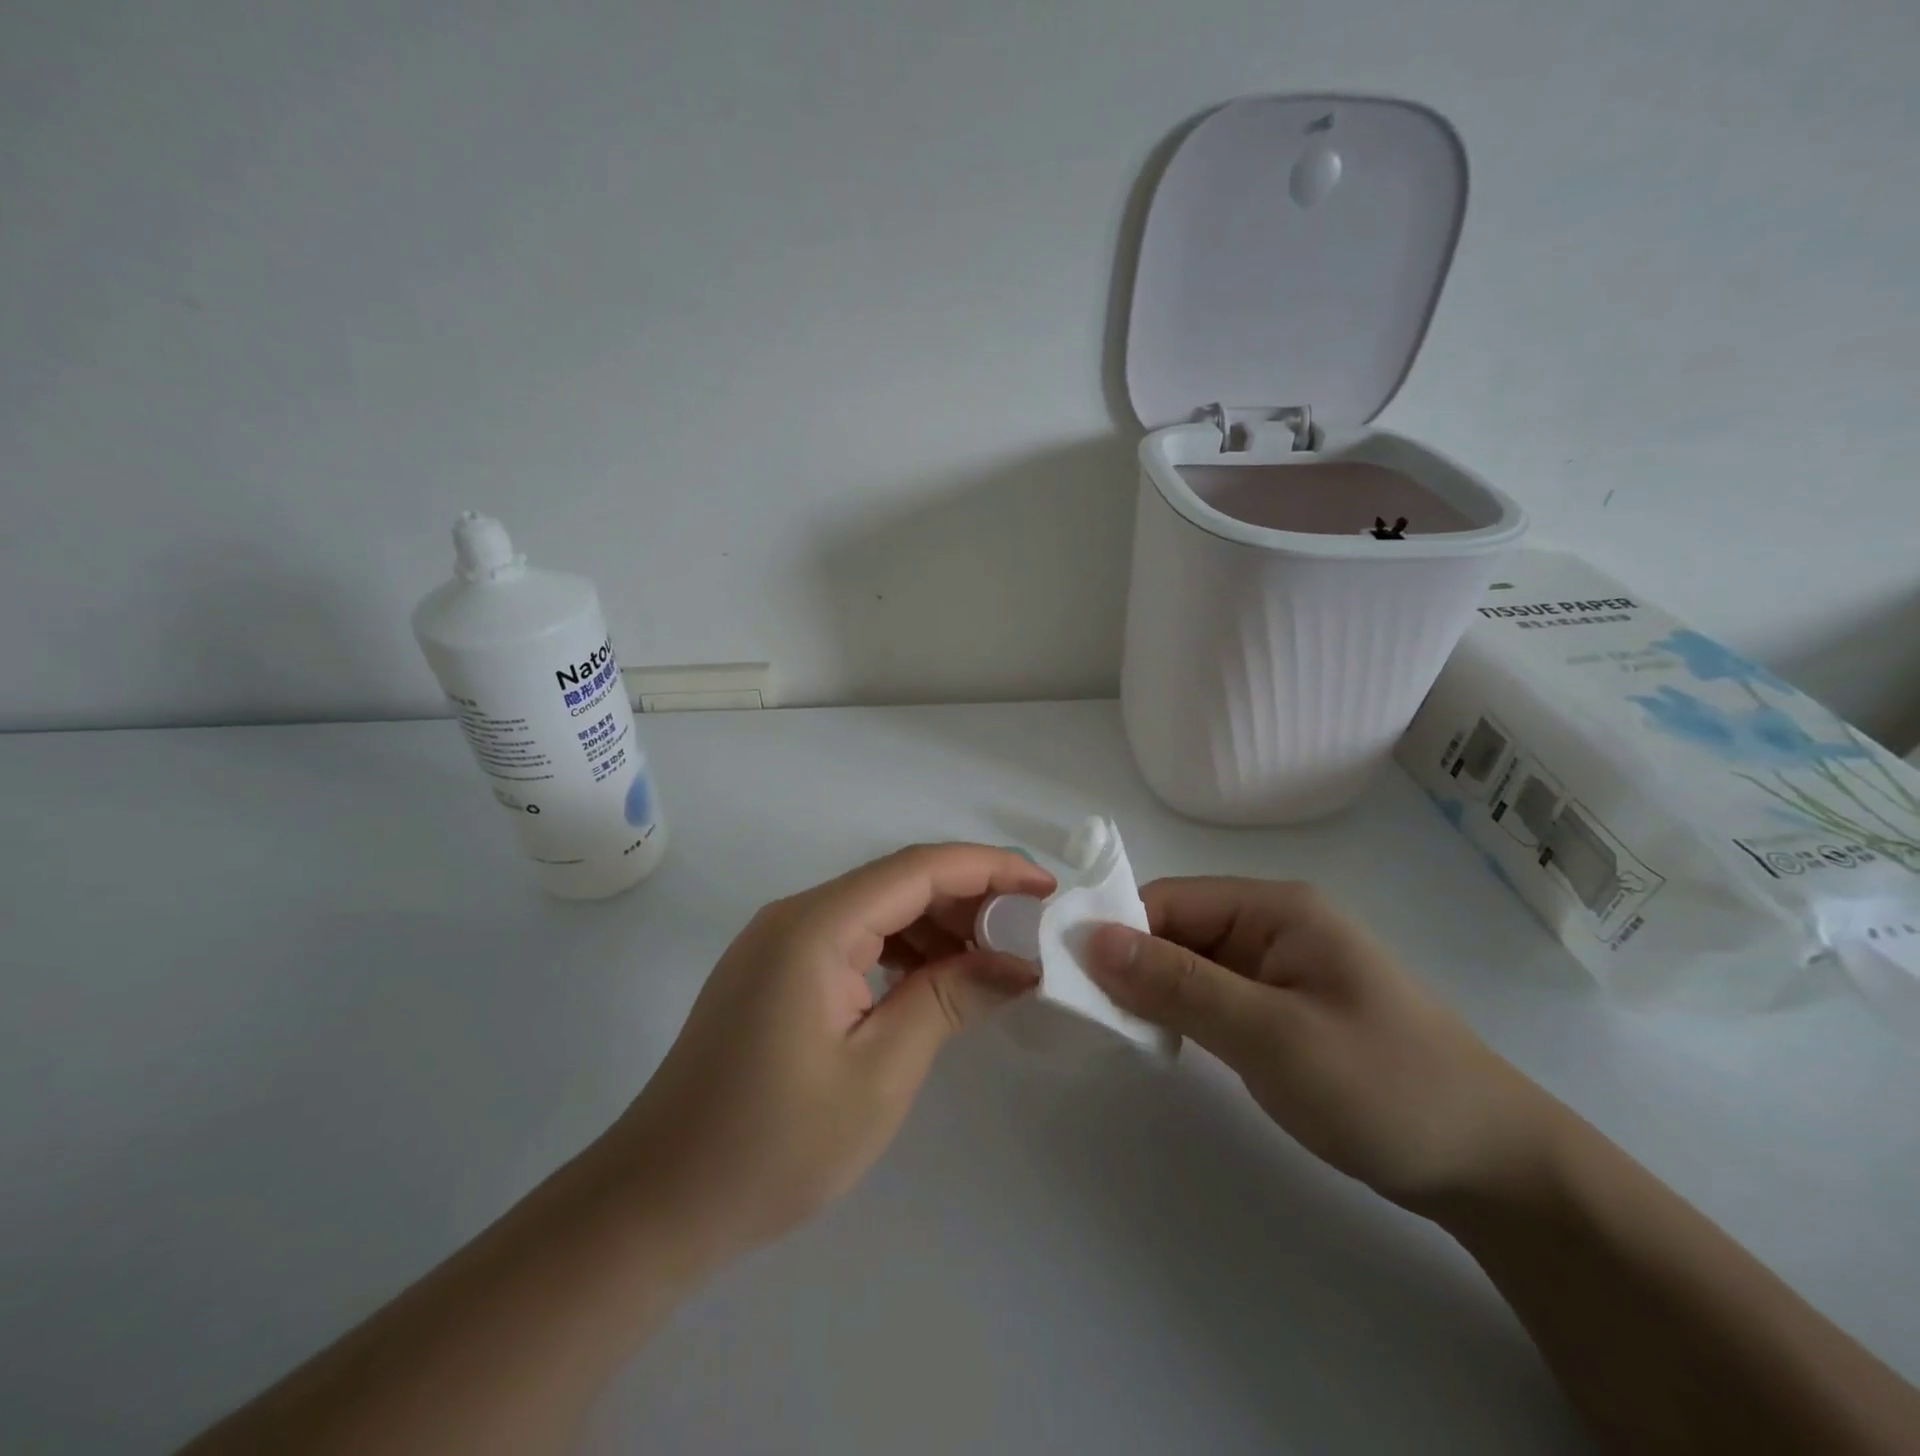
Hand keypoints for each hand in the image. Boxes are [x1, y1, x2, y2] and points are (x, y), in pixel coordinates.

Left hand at [607, 844, 1054, 1261]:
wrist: (659, 1201)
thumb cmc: (774, 1144)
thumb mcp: (880, 1073)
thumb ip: (950, 1000)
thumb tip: (1019, 963)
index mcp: (817, 925)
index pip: (919, 869)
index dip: (989, 869)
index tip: (1047, 887)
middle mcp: (796, 915)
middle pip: (898, 882)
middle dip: (968, 900)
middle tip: (1028, 935)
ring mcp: (779, 942)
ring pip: (876, 910)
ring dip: (936, 927)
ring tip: (992, 962)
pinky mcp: (774, 971)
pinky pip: (852, 939)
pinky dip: (900, 951)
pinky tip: (933, 982)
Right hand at [1086, 878, 1560, 1210]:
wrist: (1494, 1169)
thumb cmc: (1383, 1086)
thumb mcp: (1271, 1035)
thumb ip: (1179, 985)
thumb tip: (1091, 938)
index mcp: (1275, 907)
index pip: (1171, 900)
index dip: (1118, 931)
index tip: (1071, 976)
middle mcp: (1272, 925)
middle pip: (1176, 929)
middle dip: (1131, 965)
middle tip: (1087, 1014)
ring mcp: (1278, 968)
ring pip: (1190, 965)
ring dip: (1153, 993)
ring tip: (1116, 1030)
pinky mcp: (1281, 1008)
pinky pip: (1212, 995)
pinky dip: (1181, 1014)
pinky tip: (1160, 1040)